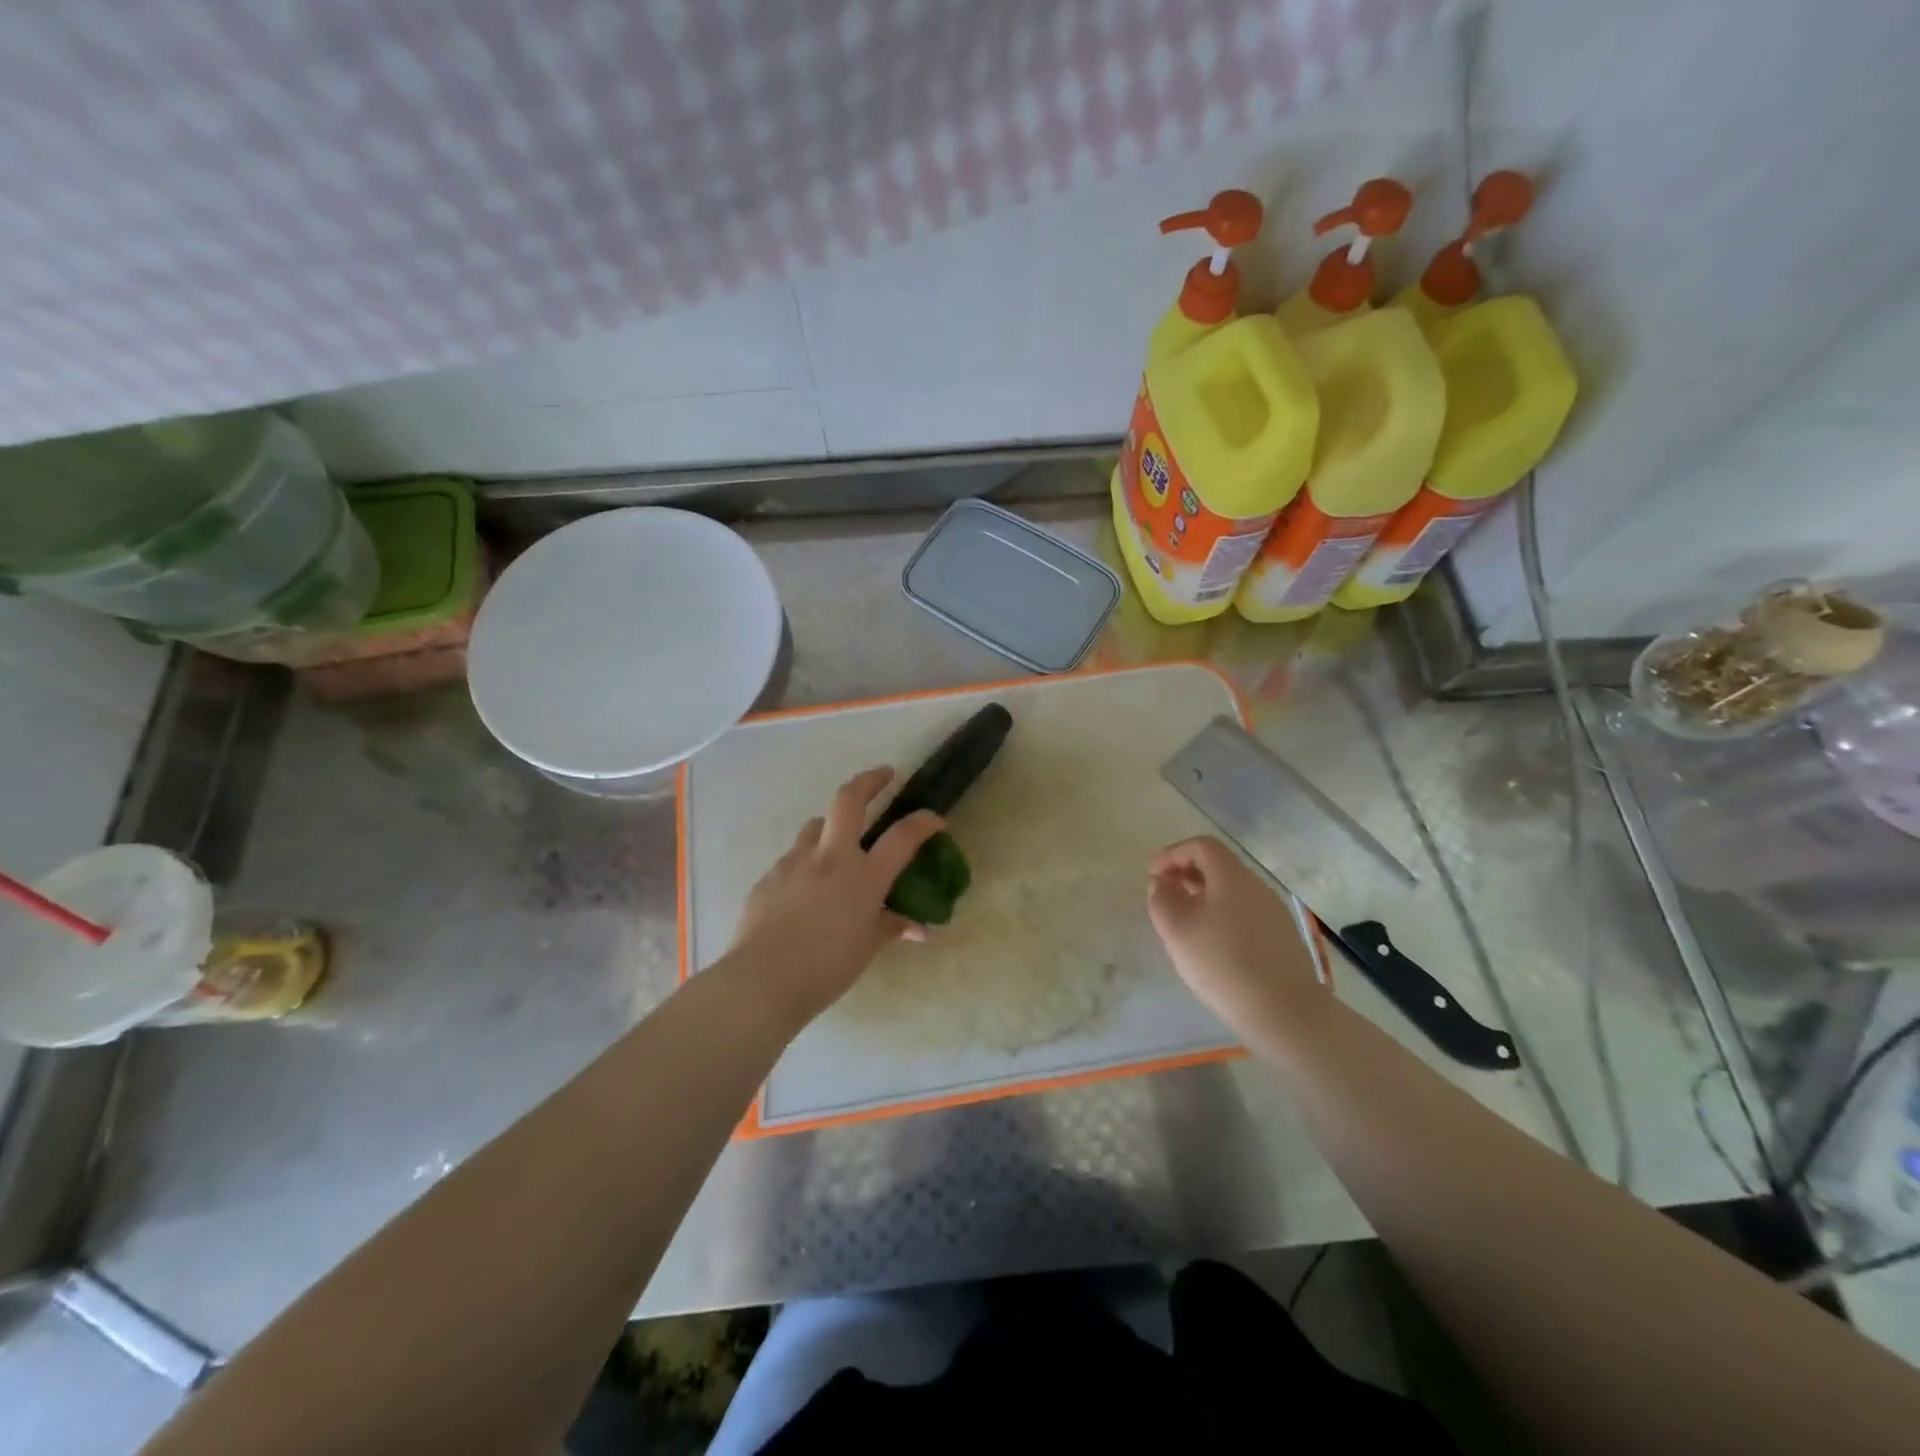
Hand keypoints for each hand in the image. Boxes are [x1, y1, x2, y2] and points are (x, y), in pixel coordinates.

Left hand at [728, 767, 943, 1026]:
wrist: (761, 981)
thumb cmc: (825, 969)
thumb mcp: (866, 948)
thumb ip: (891, 926)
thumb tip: (919, 928)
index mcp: (863, 877)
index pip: (902, 836)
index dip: (924, 821)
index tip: (935, 819)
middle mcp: (830, 858)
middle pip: (848, 799)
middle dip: (870, 780)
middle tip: (884, 774)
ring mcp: (795, 862)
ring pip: (815, 826)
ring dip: (832, 827)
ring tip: (839, 845)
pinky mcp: (769, 876)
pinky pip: (793, 859)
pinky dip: (807, 863)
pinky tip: (806, 890)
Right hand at [1147, 837, 1329, 1047]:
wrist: (1285, 1013)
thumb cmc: (1223, 964)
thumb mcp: (1177, 929)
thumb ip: (1162, 899)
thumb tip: (1162, 883)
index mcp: (1232, 877)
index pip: (1201, 845)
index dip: (1172, 854)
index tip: (1152, 875)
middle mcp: (1257, 887)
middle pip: (1218, 866)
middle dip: (1185, 873)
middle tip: (1163, 895)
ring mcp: (1273, 913)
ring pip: (1231, 891)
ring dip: (1202, 895)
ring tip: (1183, 921)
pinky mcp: (1281, 938)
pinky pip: (1243, 912)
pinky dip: (1220, 915)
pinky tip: (1211, 943)